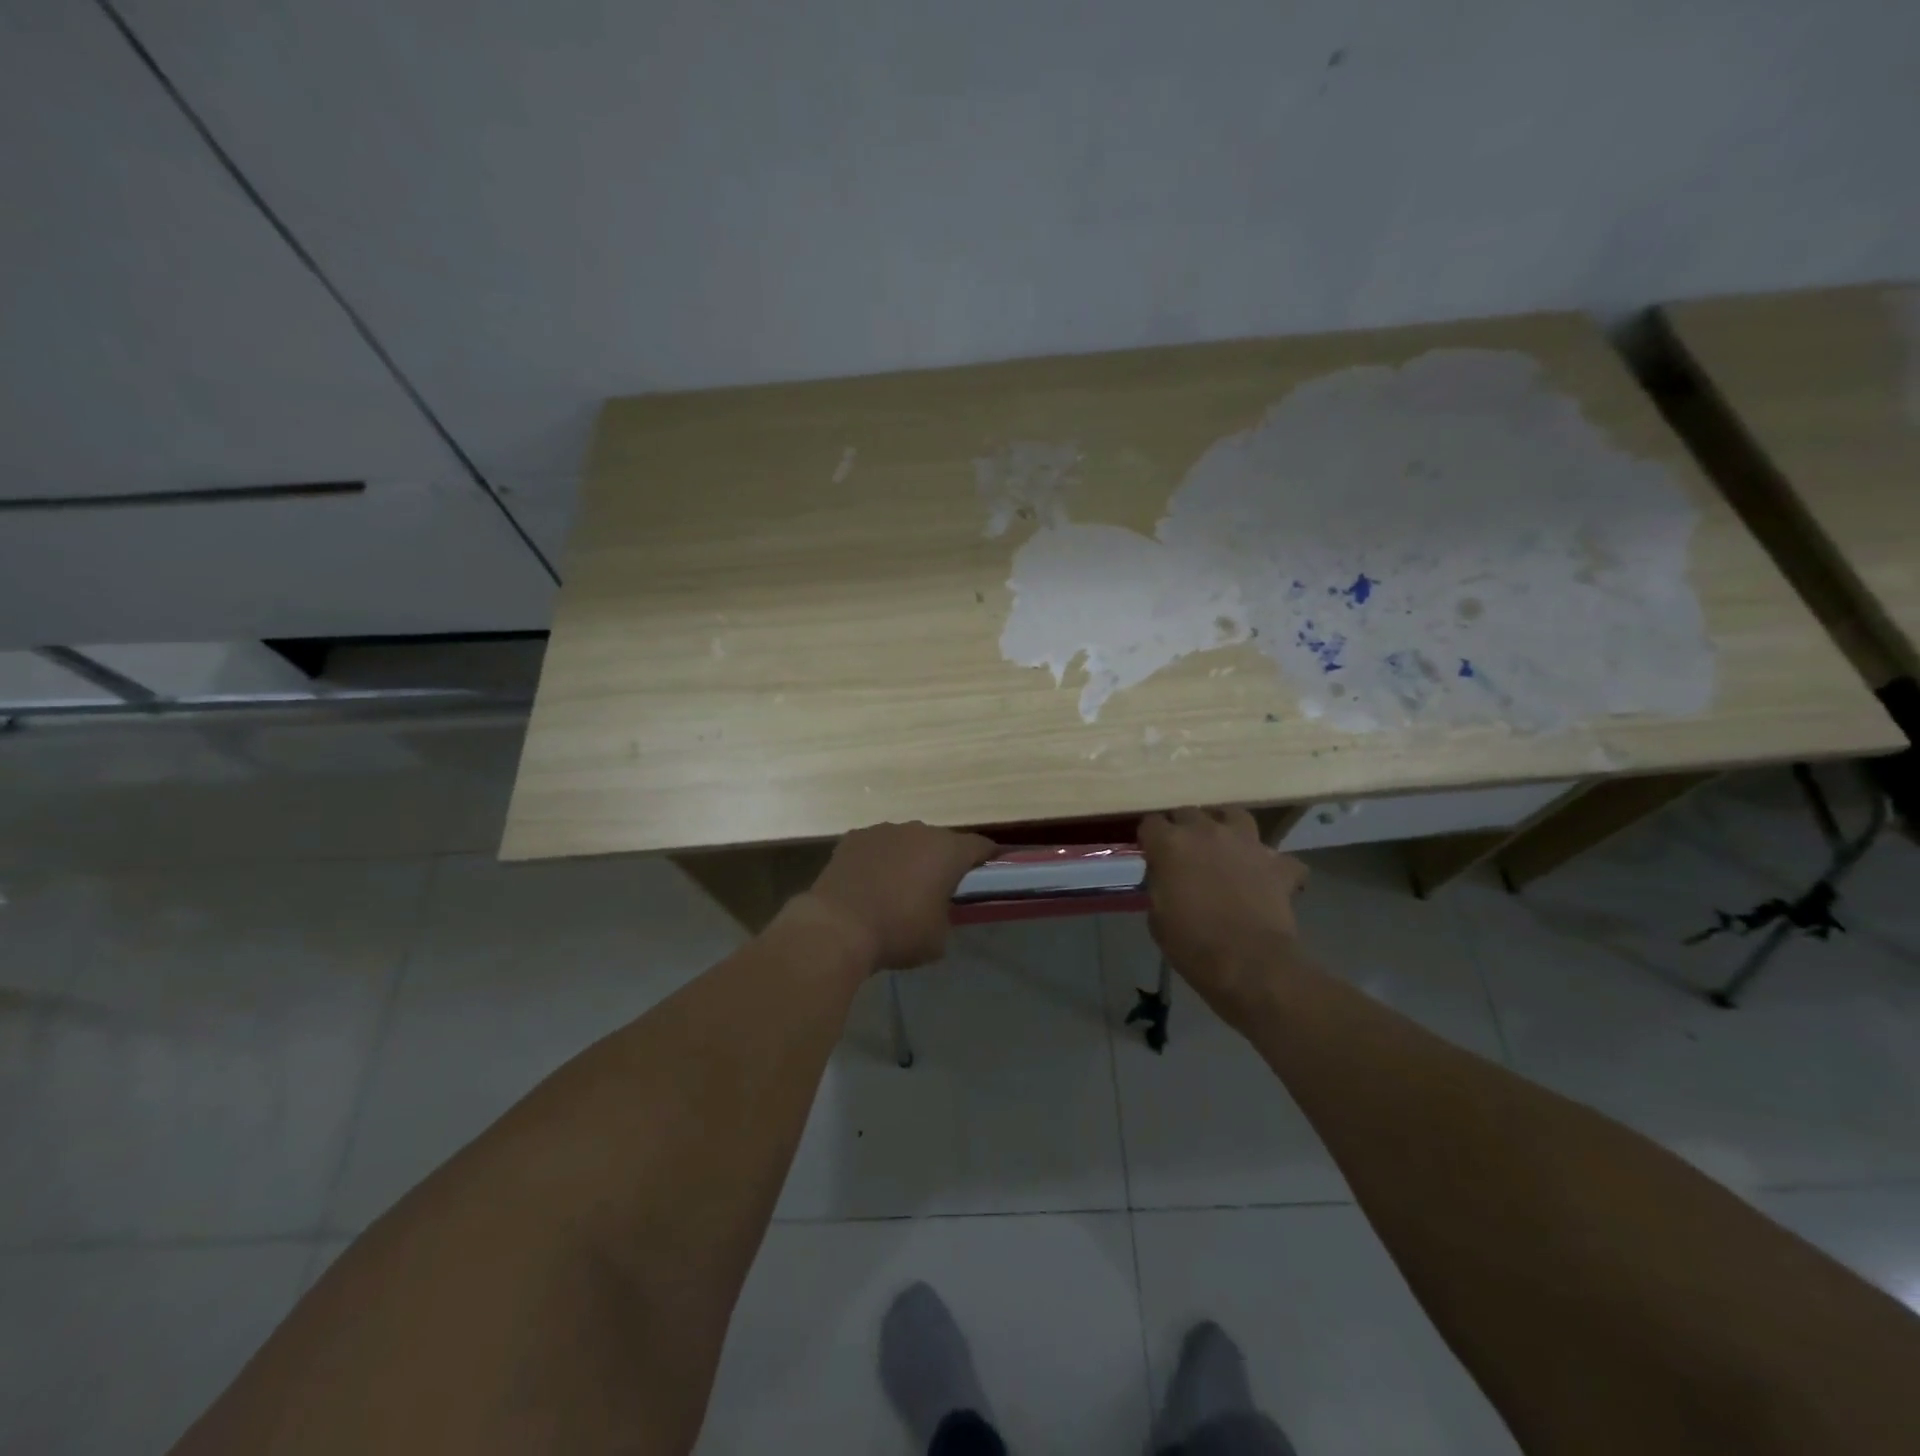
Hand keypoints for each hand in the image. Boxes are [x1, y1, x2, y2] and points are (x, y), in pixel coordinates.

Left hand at [800, 822, 996, 970]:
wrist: (837, 927)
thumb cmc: (898, 932)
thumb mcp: (938, 937)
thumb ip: (947, 915)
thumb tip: (938, 911)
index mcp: (947, 851)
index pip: (980, 846)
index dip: (988, 857)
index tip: (991, 870)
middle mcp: (918, 830)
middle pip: (941, 841)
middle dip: (942, 860)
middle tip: (939, 887)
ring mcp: (883, 830)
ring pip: (906, 841)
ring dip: (908, 858)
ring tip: (898, 887)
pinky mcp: (854, 837)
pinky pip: (876, 846)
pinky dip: (878, 860)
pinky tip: (869, 884)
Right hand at [1137, 807, 1309, 1026]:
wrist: (1249, 964)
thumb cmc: (1192, 944)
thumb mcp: (1157, 916)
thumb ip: (1160, 885)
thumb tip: (1166, 879)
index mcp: (1171, 844)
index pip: (1150, 823)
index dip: (1149, 838)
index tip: (1150, 853)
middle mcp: (1207, 832)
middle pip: (1189, 813)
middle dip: (1183, 828)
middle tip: (1183, 852)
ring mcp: (1246, 843)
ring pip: (1234, 815)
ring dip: (1226, 827)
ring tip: (1223, 846)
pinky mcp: (1278, 864)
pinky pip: (1277, 857)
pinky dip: (1271, 866)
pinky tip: (1267, 878)